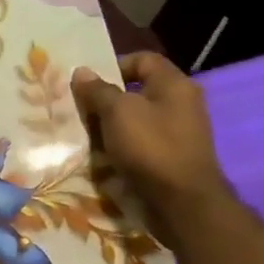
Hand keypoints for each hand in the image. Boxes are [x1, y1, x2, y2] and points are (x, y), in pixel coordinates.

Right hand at [70, 52, 232, 229]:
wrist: (183, 203)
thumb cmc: (151, 147)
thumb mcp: (117, 112)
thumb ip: (98, 90)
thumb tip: (82, 72)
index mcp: (174, 85)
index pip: (142, 59)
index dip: (114, 65)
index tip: (89, 84)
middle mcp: (181, 104)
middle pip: (136, 90)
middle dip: (106, 98)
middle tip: (80, 108)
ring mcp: (178, 132)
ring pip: (136, 118)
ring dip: (110, 124)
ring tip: (87, 133)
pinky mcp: (172, 156)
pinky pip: (141, 141)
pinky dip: (122, 145)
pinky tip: (103, 154)